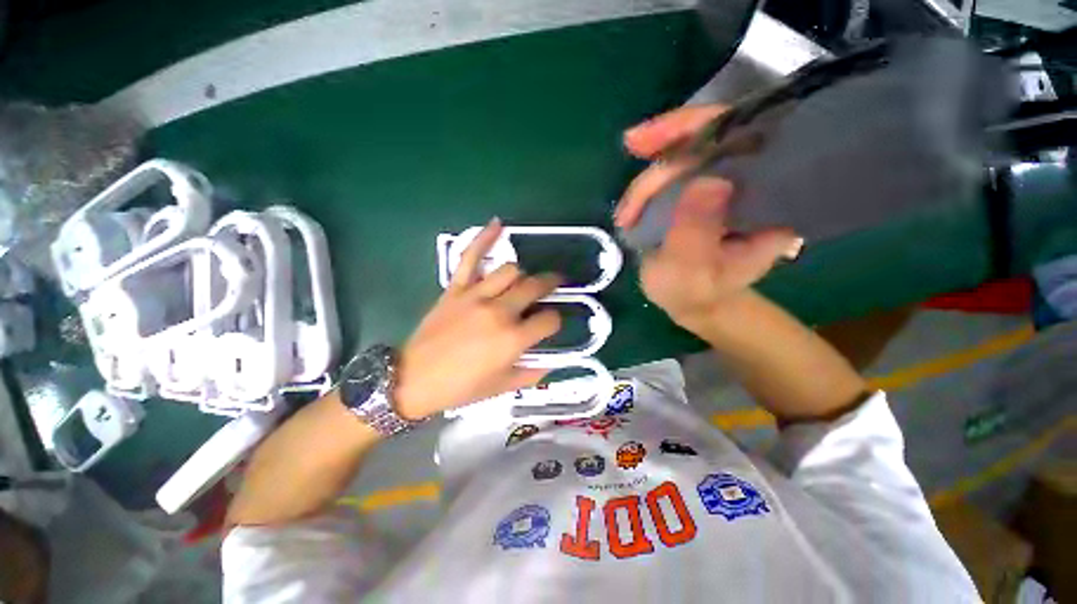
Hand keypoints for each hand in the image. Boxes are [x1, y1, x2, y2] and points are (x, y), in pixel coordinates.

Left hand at [394, 218, 561, 419]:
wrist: (413, 379)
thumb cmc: (461, 387)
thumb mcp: (502, 387)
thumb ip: (532, 373)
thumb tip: (553, 361)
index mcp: (513, 339)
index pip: (550, 319)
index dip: (556, 320)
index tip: (551, 324)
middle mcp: (499, 312)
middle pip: (535, 286)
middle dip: (550, 284)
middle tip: (554, 285)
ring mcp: (476, 296)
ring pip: (510, 269)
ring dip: (522, 274)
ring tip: (523, 281)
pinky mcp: (456, 288)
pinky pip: (470, 257)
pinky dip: (484, 238)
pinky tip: (498, 224)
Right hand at [616, 106, 801, 329]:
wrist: (691, 302)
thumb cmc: (695, 292)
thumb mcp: (692, 272)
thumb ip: (697, 233)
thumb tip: (707, 180)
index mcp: (769, 199)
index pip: (745, 137)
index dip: (701, 127)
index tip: (652, 138)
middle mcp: (753, 180)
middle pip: (710, 141)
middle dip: (663, 153)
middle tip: (629, 158)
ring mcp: (725, 182)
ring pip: (685, 155)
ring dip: (647, 181)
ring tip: (626, 216)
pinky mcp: (700, 191)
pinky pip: (673, 173)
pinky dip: (646, 186)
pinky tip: (630, 208)